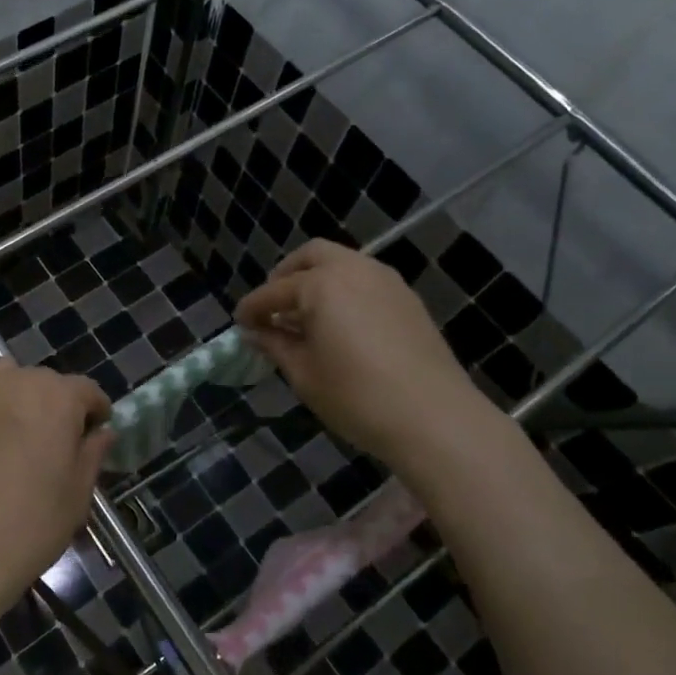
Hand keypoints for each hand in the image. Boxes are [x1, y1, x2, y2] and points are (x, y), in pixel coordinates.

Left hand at [0, 361, 112, 633]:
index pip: (85, 390)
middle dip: (53, 405)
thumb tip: (101, 432)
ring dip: (15, 400)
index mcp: (55, 398)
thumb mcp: (77, 495)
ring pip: (2, 381)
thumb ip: (92, 453)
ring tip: (12, 438)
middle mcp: (12, 382)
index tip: (93, 436)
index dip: (95, 412)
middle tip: (52, 444)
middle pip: (42, 382)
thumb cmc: (29, 526)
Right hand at [235, 239, 492, 467]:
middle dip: (285, 276)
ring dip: (317, 280)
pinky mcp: (408, 299)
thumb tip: (255, 333)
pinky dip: (343, 291)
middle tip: (273, 308)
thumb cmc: (357, 397)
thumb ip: (276, 345)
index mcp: (321, 284)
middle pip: (310, 256)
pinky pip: (365, 281)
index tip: (239, 324)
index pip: (274, 292)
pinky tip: (339, 325)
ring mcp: (386, 281)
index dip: (252, 308)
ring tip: (305, 318)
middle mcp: (353, 269)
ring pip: (342, 264)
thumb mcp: (304, 374)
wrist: (436, 418)